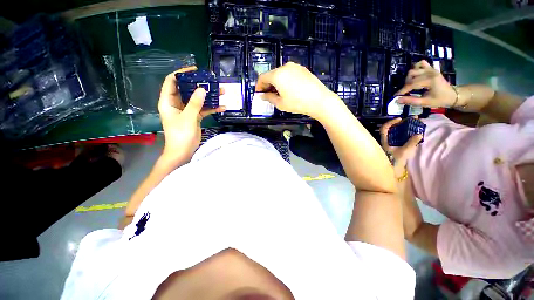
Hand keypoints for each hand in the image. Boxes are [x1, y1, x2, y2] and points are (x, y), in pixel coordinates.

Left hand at [158, 66, 224, 165]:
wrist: (183, 151)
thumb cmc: (180, 135)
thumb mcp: (188, 117)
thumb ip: (195, 103)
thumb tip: (202, 89)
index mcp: (168, 101)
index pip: (172, 81)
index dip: (181, 73)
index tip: (195, 70)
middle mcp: (177, 103)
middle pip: (187, 89)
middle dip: (199, 84)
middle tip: (212, 80)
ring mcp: (187, 110)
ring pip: (198, 99)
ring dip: (209, 96)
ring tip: (222, 92)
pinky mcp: (195, 116)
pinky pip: (204, 109)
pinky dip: (212, 108)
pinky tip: (222, 107)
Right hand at [255, 62, 340, 119]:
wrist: (319, 100)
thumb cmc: (297, 103)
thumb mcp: (280, 103)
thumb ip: (269, 98)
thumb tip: (262, 95)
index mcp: (277, 75)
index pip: (263, 77)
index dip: (259, 86)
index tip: (259, 93)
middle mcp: (285, 67)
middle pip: (271, 74)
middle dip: (268, 84)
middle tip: (268, 95)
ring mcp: (295, 66)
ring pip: (280, 73)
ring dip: (276, 82)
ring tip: (278, 93)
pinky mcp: (302, 69)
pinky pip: (289, 73)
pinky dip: (285, 80)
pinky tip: (288, 89)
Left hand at [380, 118, 422, 176]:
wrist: (392, 173)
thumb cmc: (395, 162)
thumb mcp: (404, 152)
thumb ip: (411, 143)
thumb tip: (419, 134)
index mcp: (385, 141)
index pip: (384, 128)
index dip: (391, 122)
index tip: (401, 119)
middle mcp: (387, 142)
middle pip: (393, 130)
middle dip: (403, 124)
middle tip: (414, 120)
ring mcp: (392, 146)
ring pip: (398, 134)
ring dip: (407, 129)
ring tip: (417, 125)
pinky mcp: (397, 150)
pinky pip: (402, 139)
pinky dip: (408, 136)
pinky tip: (416, 134)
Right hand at [396, 60, 457, 108]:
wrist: (453, 95)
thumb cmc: (440, 100)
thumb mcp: (425, 102)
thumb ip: (411, 101)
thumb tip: (397, 100)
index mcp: (430, 80)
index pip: (411, 84)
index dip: (402, 90)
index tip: (395, 96)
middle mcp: (430, 72)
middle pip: (411, 76)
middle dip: (405, 85)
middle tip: (404, 93)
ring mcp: (431, 69)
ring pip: (414, 69)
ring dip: (409, 77)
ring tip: (409, 85)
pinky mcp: (431, 69)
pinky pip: (421, 63)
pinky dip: (416, 68)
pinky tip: (415, 75)